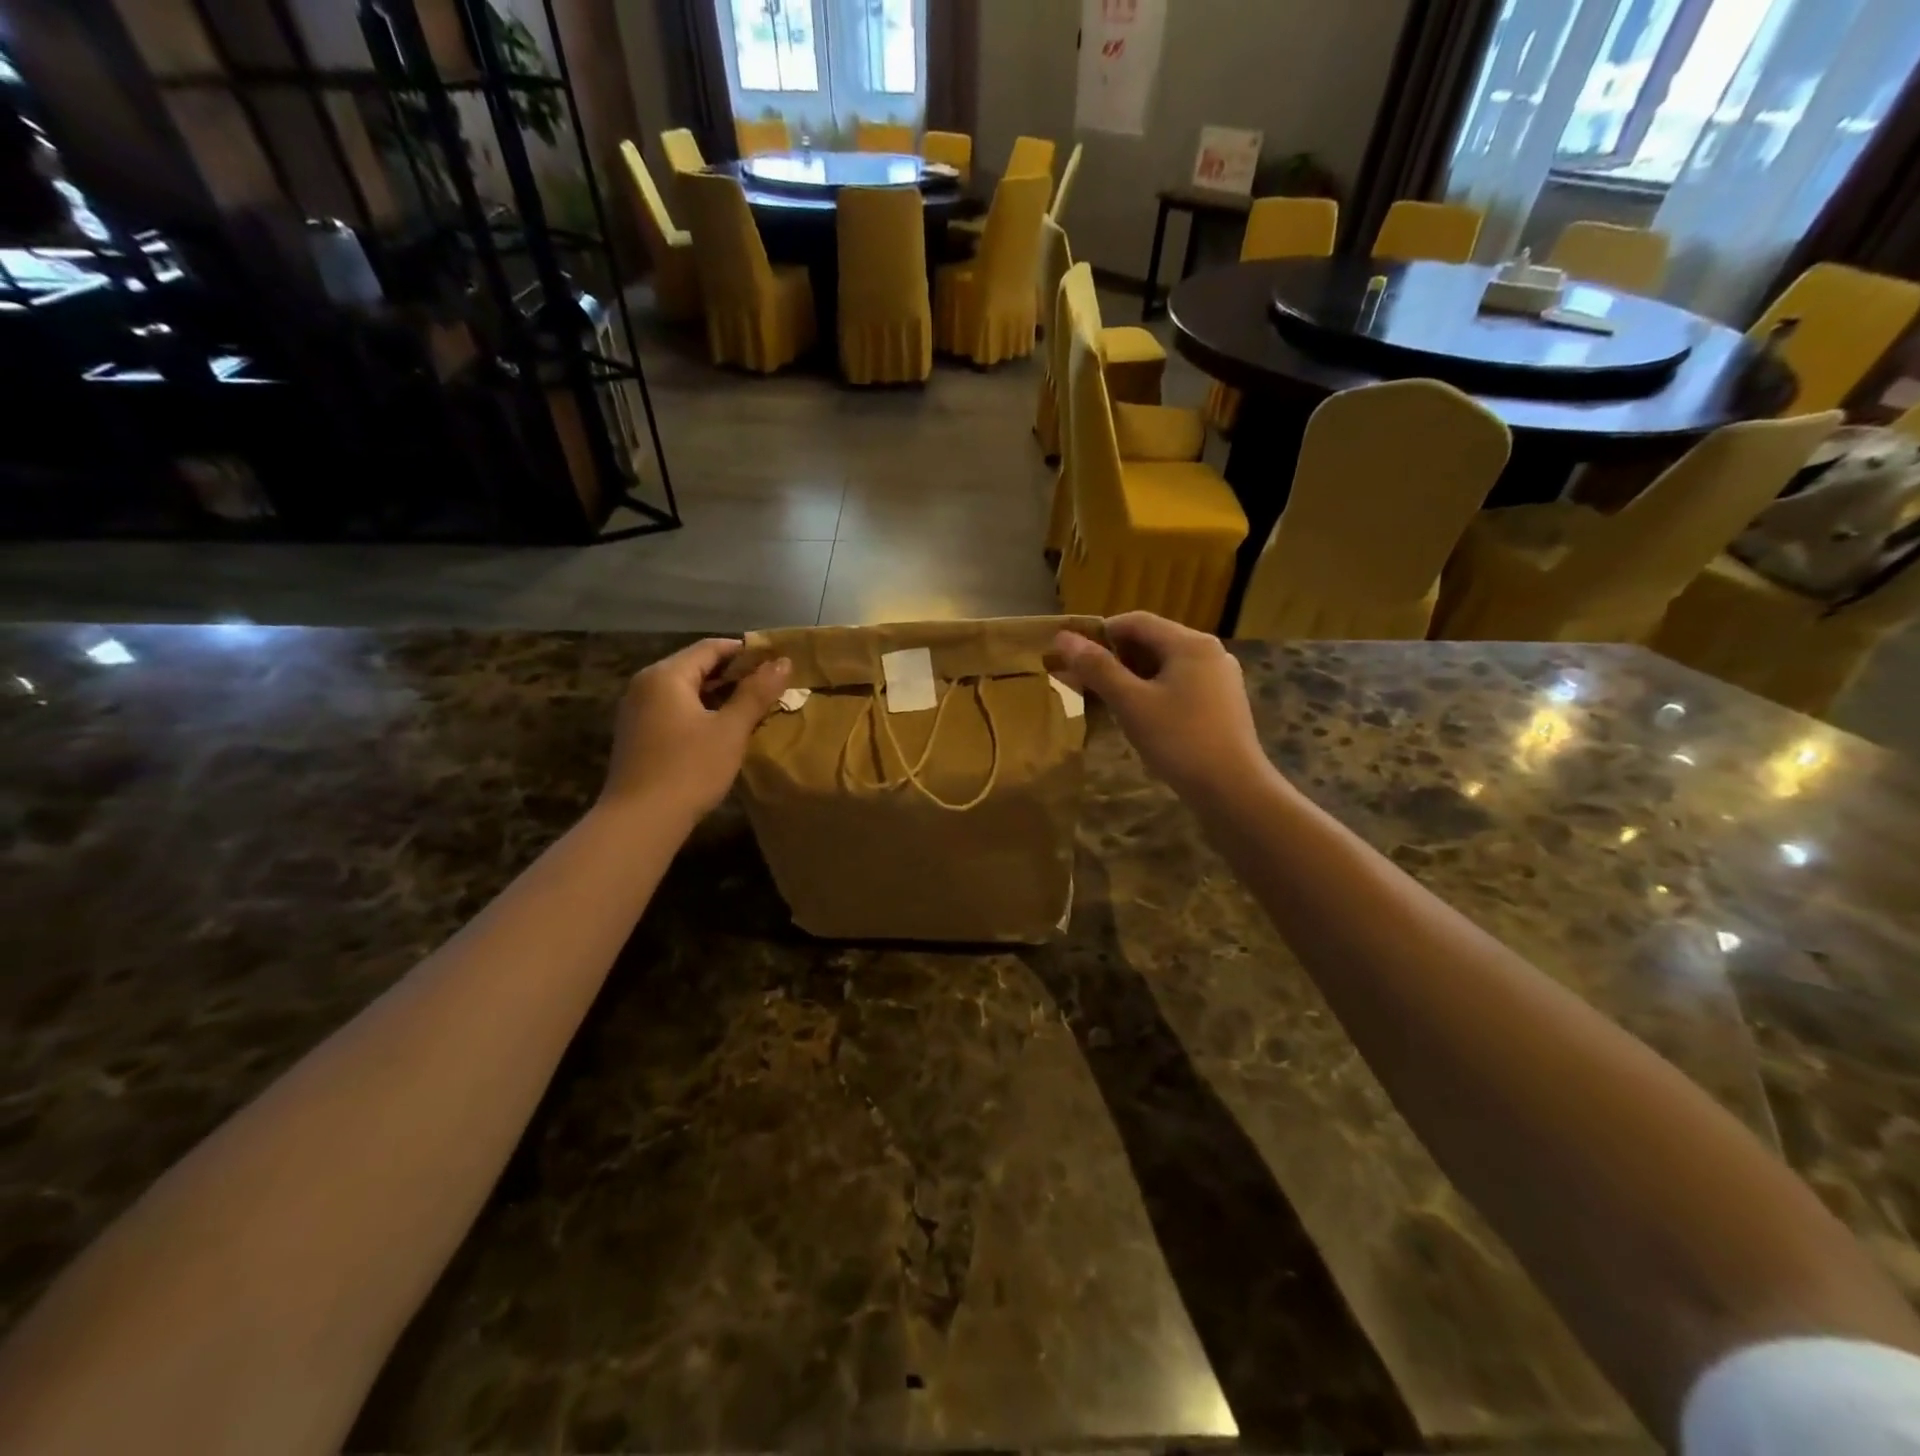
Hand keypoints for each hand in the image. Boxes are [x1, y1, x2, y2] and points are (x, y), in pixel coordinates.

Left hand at [600, 640, 790, 820]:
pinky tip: (723, 729)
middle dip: (734, 673)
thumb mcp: (731, 730)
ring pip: (685, 689)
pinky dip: (701, 710)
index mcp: (666, 675)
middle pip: (696, 666)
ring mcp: (637, 710)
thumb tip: (782, 661)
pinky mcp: (638, 734)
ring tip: (753, 707)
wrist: (640, 820)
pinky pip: (674, 709)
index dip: (746, 651)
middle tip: (770, 686)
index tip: (777, 662)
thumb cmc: (689, 769)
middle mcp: (646, 684)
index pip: (711, 647)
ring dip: (719, 694)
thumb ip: (756, 693)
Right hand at [1054, 613, 1271, 805]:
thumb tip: (1064, 637)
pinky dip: (1155, 690)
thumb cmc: (1179, 740)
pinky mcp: (1223, 703)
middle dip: (1116, 656)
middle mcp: (1210, 652)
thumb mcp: (1131, 703)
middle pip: (1153, 641)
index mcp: (1190, 643)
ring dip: (1134, 675)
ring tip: (1107, 698)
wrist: (1233, 789)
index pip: (1136, 621)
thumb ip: (1097, 668)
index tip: (1073, 654)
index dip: (1100, 633)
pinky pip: (1181, 684)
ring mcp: (1220, 678)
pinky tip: (1140, 715)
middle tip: (1085, 679)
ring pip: (1167, 665)